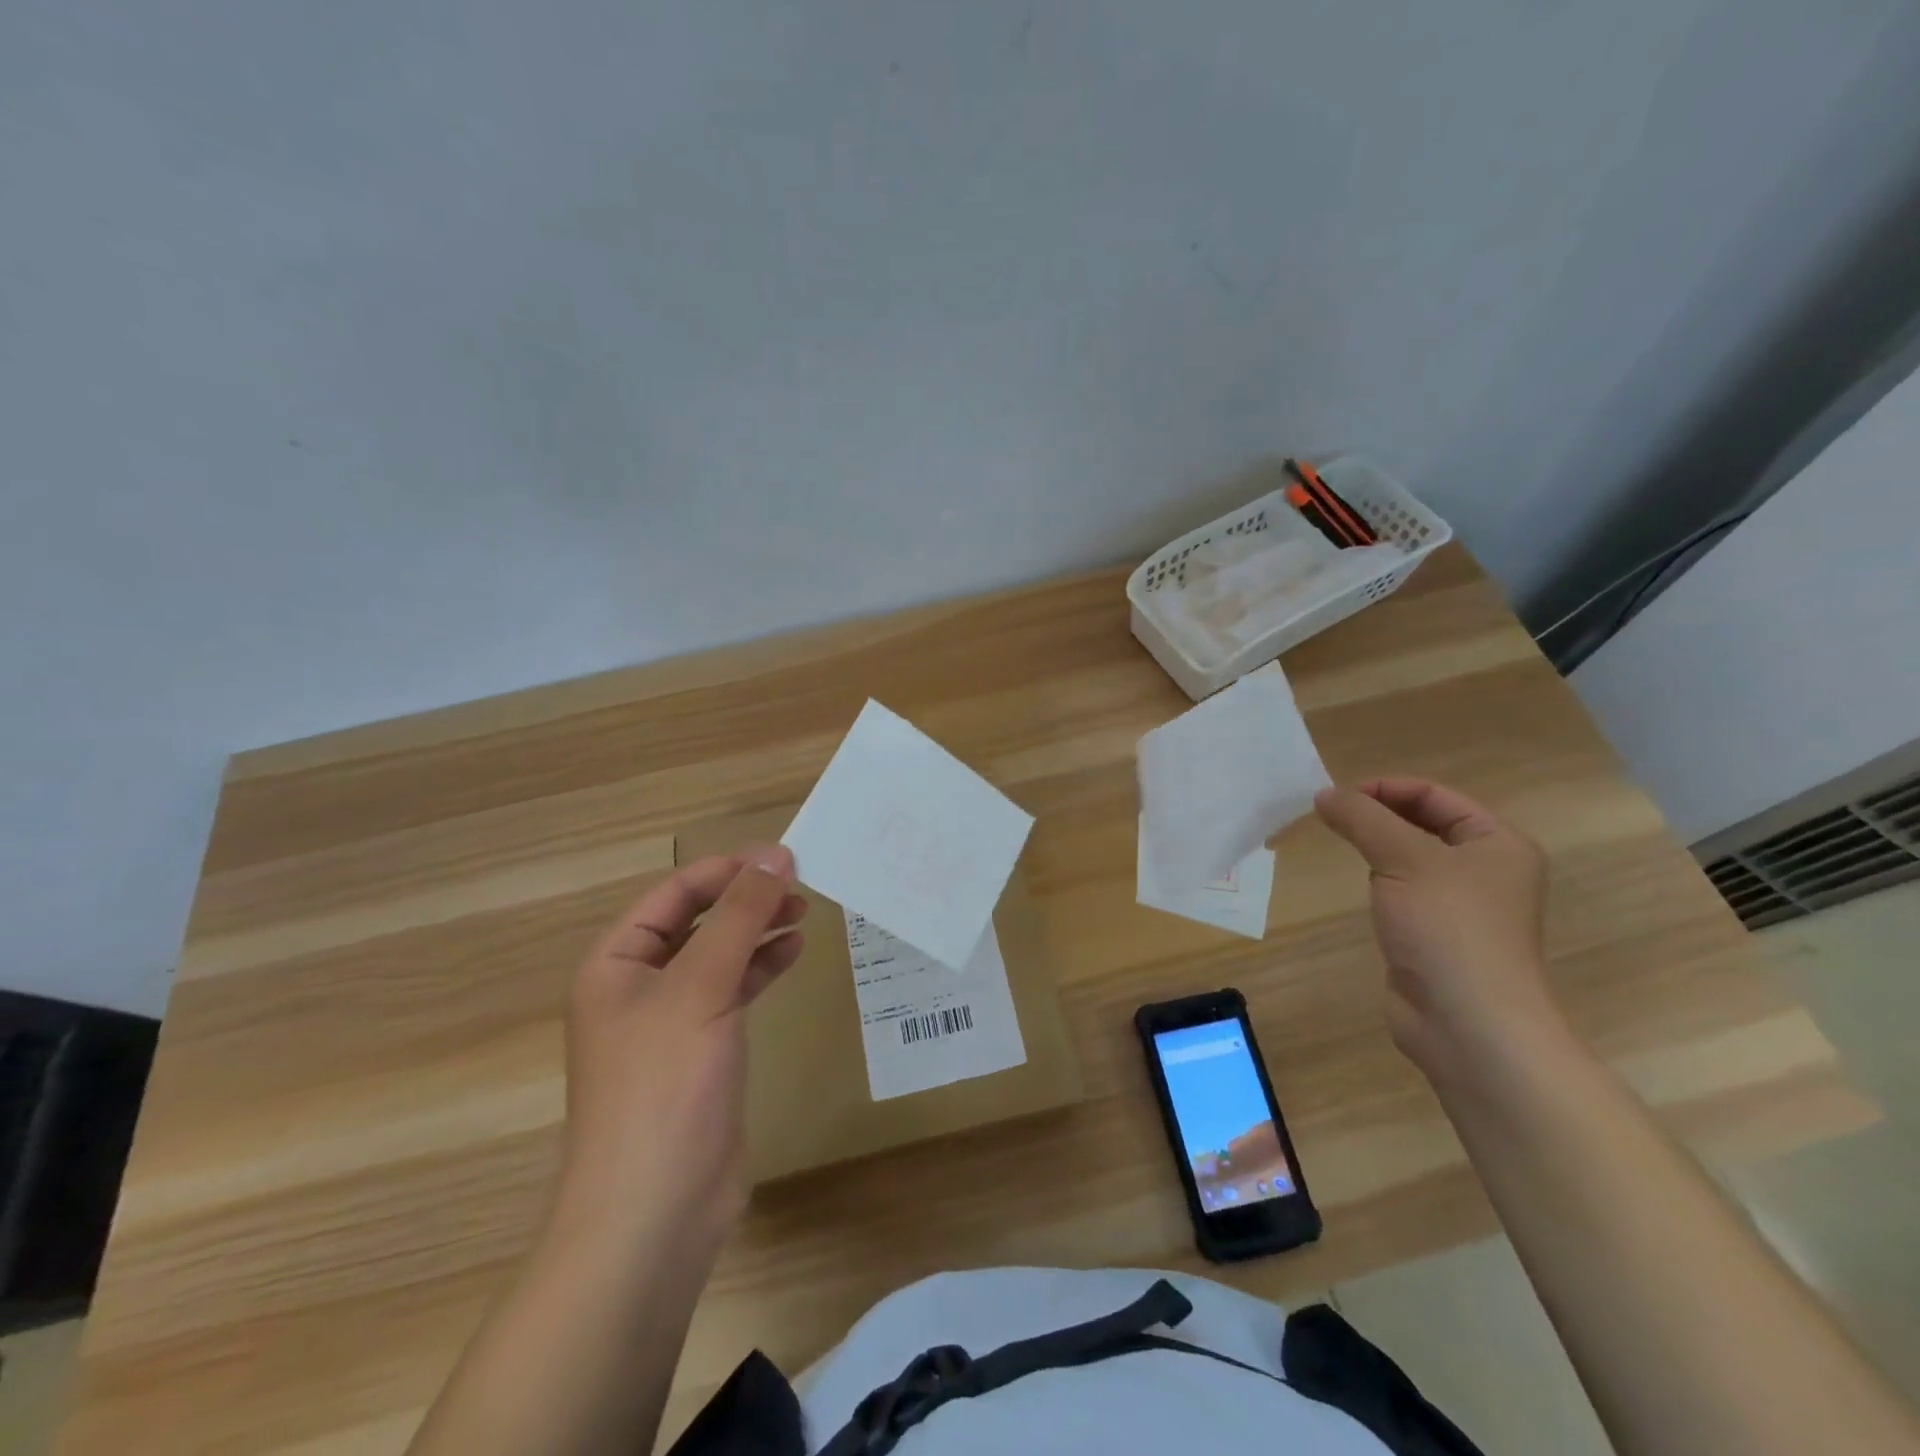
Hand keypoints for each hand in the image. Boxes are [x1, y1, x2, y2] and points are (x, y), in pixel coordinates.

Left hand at [551, 845, 806, 1268]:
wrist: (654, 1213)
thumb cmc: (664, 1087)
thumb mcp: (702, 987)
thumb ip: (740, 916)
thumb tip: (777, 856)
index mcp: (616, 962)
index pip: (674, 892)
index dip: (727, 869)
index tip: (784, 857)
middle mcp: (637, 985)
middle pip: (696, 920)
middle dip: (745, 898)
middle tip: (801, 883)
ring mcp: (669, 1021)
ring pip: (718, 954)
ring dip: (756, 929)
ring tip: (803, 912)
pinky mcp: (699, 1051)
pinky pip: (731, 991)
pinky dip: (760, 967)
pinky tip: (791, 953)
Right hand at [1314, 779, 1563, 1079]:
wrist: (1469, 1024)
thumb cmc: (1449, 928)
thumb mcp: (1403, 858)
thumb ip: (1362, 819)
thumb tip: (1323, 794)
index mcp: (1498, 843)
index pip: (1435, 795)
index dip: (1385, 788)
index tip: (1336, 797)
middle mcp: (1486, 869)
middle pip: (1423, 822)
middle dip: (1376, 814)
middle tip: (1329, 817)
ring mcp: (1461, 905)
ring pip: (1410, 857)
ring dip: (1375, 845)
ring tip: (1337, 843)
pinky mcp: (1435, 934)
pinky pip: (1403, 890)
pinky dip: (1378, 879)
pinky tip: (1358, 885)